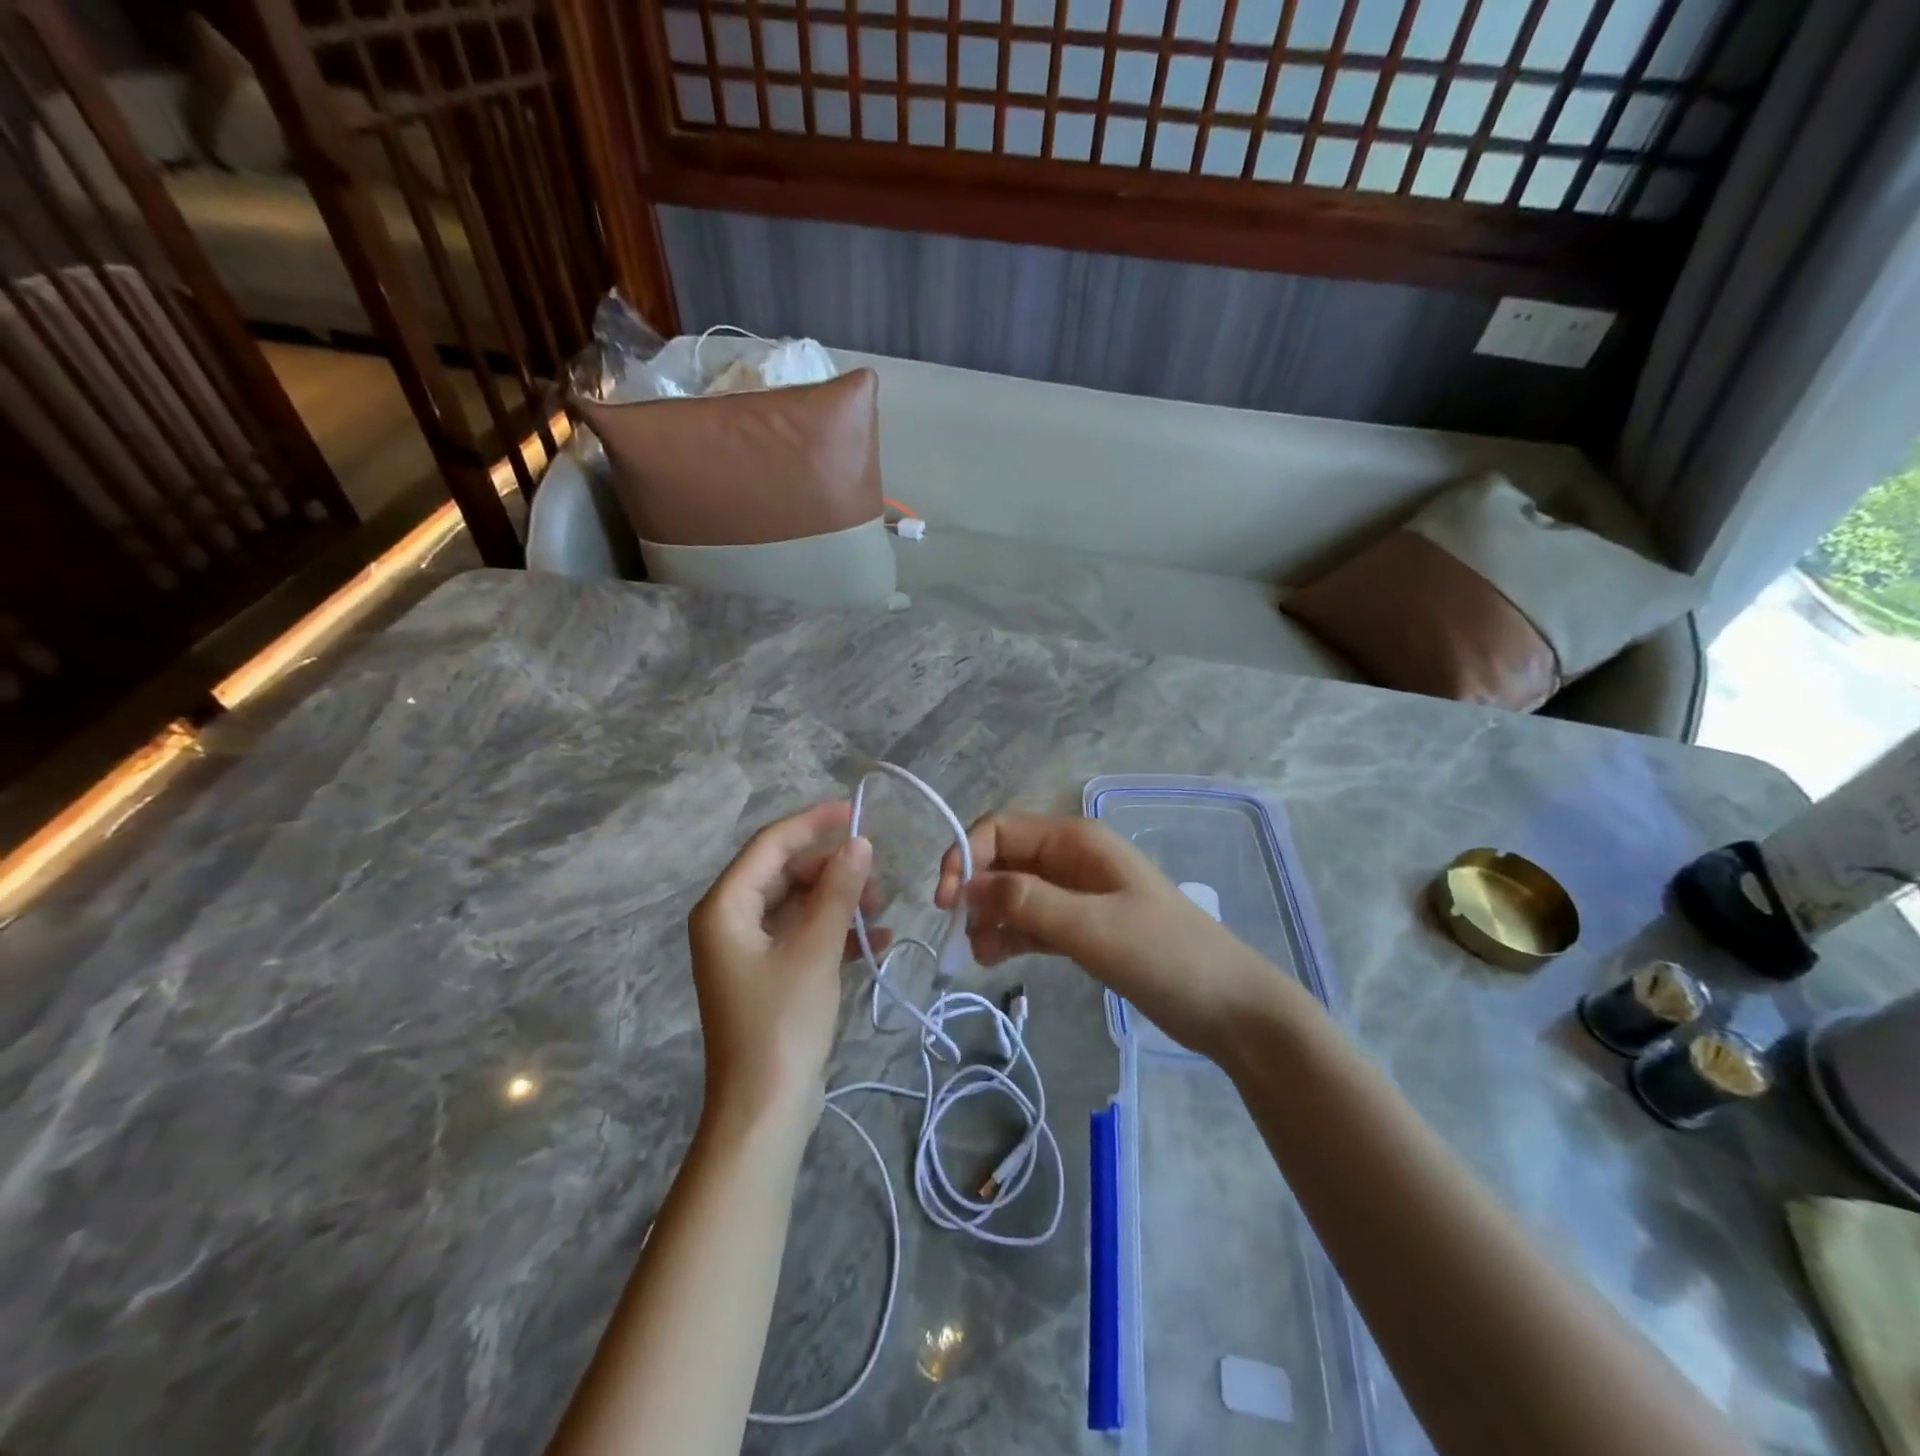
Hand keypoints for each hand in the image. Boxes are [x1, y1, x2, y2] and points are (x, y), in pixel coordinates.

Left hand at [688, 801, 886, 1133]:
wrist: (764, 1111)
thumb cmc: (782, 1024)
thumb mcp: (815, 950)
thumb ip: (838, 891)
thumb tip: (860, 842)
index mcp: (725, 907)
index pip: (771, 845)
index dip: (813, 823)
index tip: (857, 811)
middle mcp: (730, 920)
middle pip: (786, 872)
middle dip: (833, 869)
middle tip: (878, 878)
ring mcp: (749, 949)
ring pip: (799, 902)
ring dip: (839, 900)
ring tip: (880, 910)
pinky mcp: (769, 973)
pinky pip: (803, 934)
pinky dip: (835, 931)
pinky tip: (875, 939)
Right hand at [935, 813, 1291, 1061]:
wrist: (1229, 1007)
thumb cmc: (1165, 956)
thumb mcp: (1091, 927)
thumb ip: (1027, 902)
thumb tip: (967, 886)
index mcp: (1075, 841)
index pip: (1000, 830)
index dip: (965, 856)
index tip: (945, 902)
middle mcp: (1071, 859)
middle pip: (1003, 860)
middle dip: (974, 890)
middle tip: (959, 933)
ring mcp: (1077, 894)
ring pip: (1013, 892)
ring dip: (988, 916)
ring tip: (979, 956)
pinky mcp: (1081, 927)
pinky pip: (1031, 921)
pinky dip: (1009, 935)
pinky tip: (994, 959)